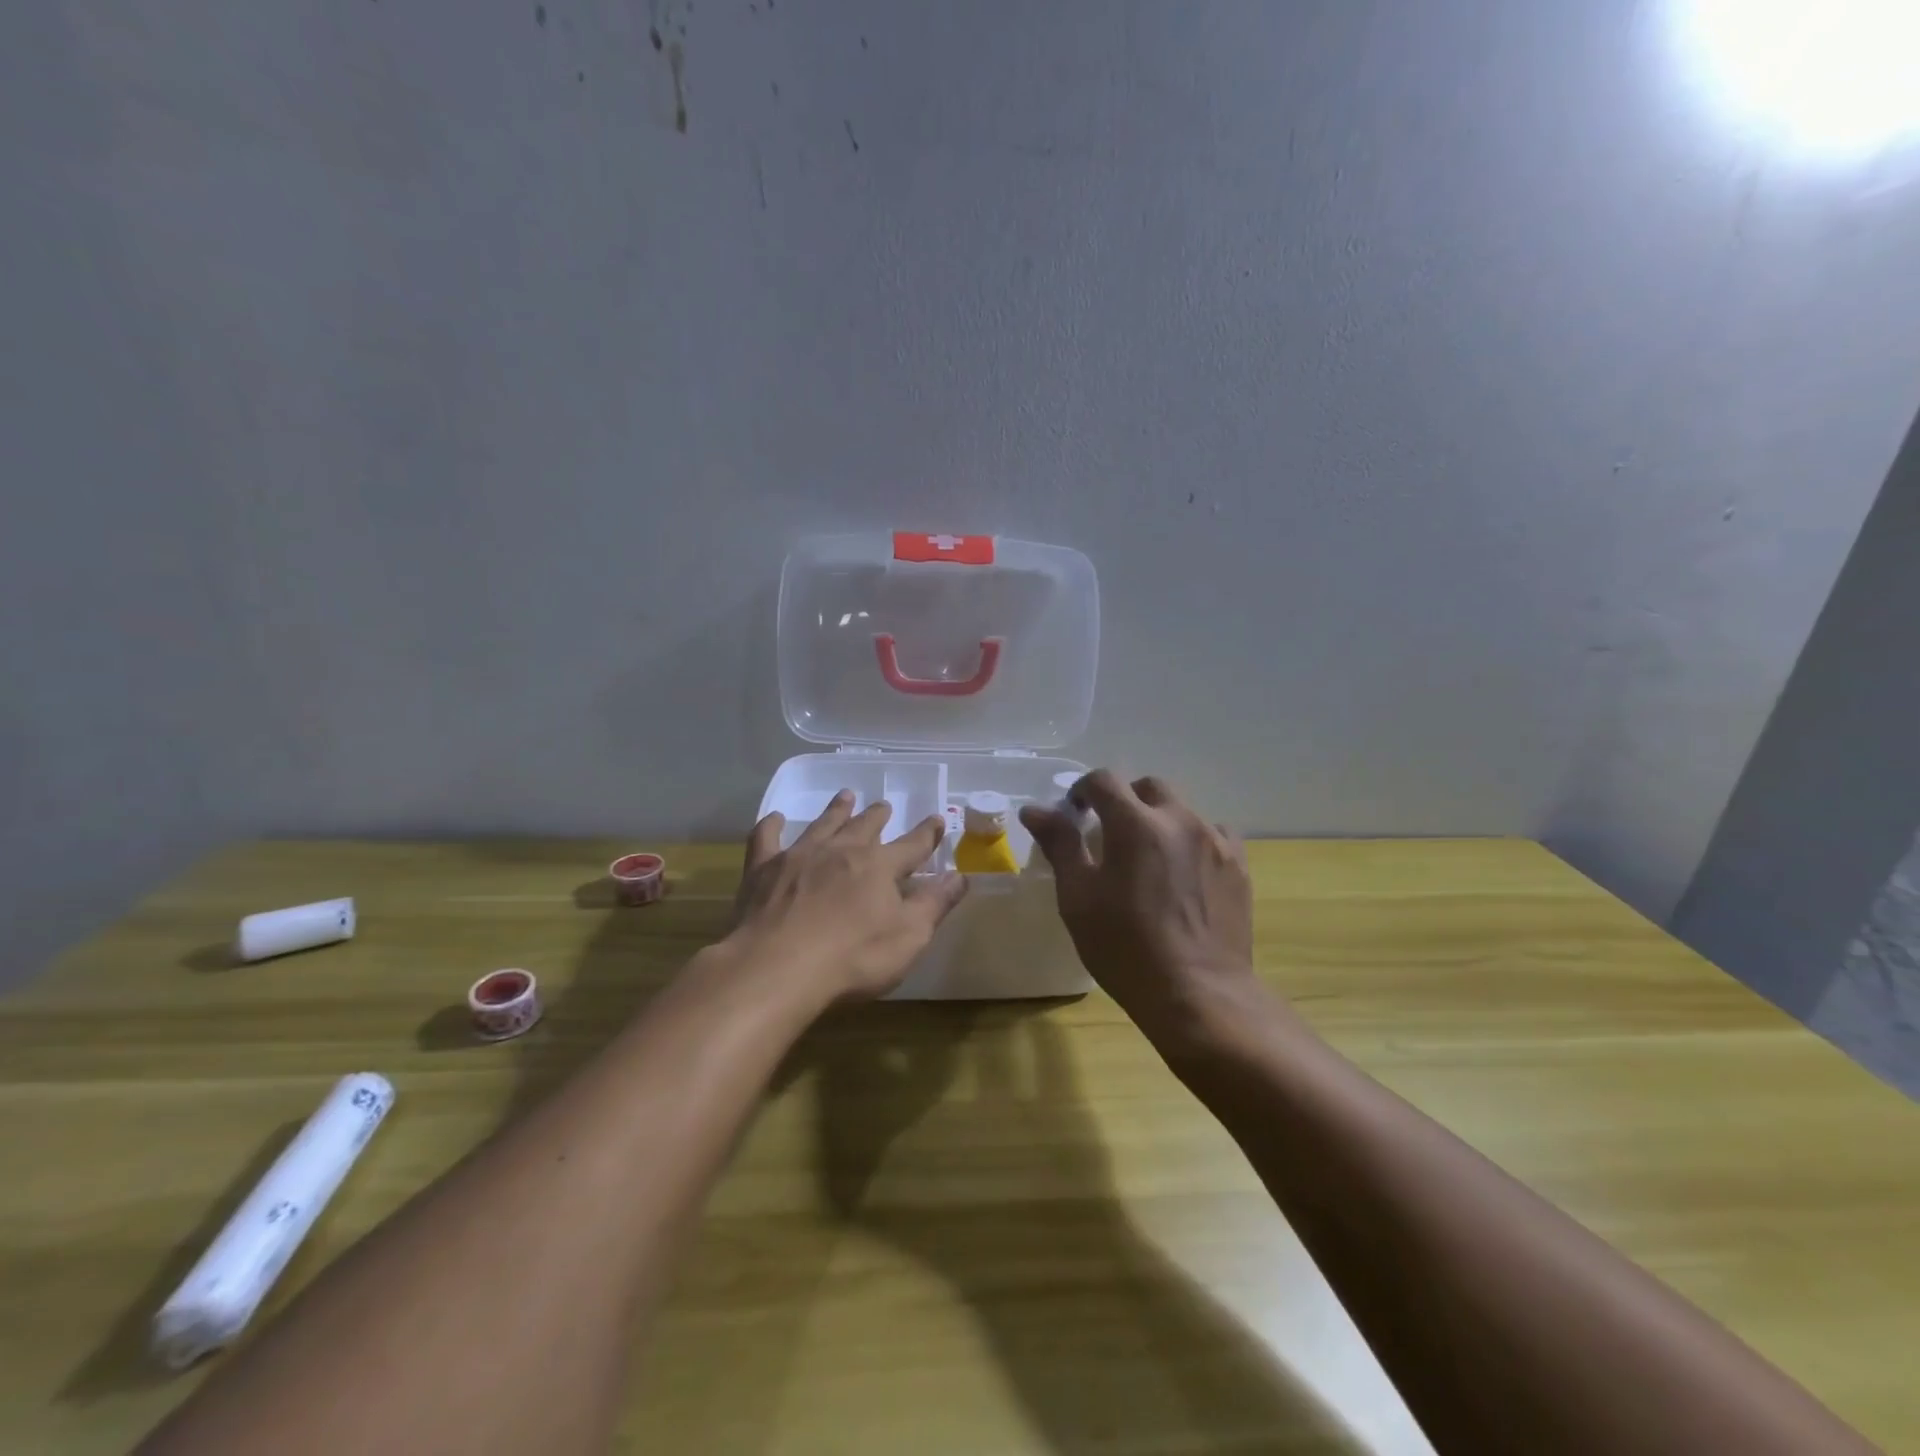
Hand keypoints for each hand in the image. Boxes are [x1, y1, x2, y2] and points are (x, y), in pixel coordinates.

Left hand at [729, 790, 968, 1005]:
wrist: (778, 966)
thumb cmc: (853, 957)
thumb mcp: (909, 937)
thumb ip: (934, 904)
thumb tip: (960, 876)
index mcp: (879, 866)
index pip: (912, 845)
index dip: (927, 833)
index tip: (937, 819)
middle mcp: (842, 851)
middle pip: (865, 826)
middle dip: (878, 815)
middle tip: (883, 805)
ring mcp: (800, 855)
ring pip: (823, 823)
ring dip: (836, 810)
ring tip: (845, 796)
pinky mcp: (763, 869)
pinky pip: (767, 838)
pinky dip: (771, 826)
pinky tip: (774, 819)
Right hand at [1020, 771, 1256, 1038]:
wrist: (1198, 994)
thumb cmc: (1125, 947)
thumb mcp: (1078, 898)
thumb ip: (1060, 845)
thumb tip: (1036, 810)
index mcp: (1135, 823)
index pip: (1104, 780)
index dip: (1084, 790)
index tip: (1075, 813)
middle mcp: (1179, 820)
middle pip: (1148, 787)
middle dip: (1125, 799)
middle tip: (1110, 833)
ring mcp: (1214, 841)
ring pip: (1183, 810)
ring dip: (1160, 820)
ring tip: (1150, 856)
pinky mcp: (1238, 866)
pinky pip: (1214, 834)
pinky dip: (1194, 840)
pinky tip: (1185, 871)